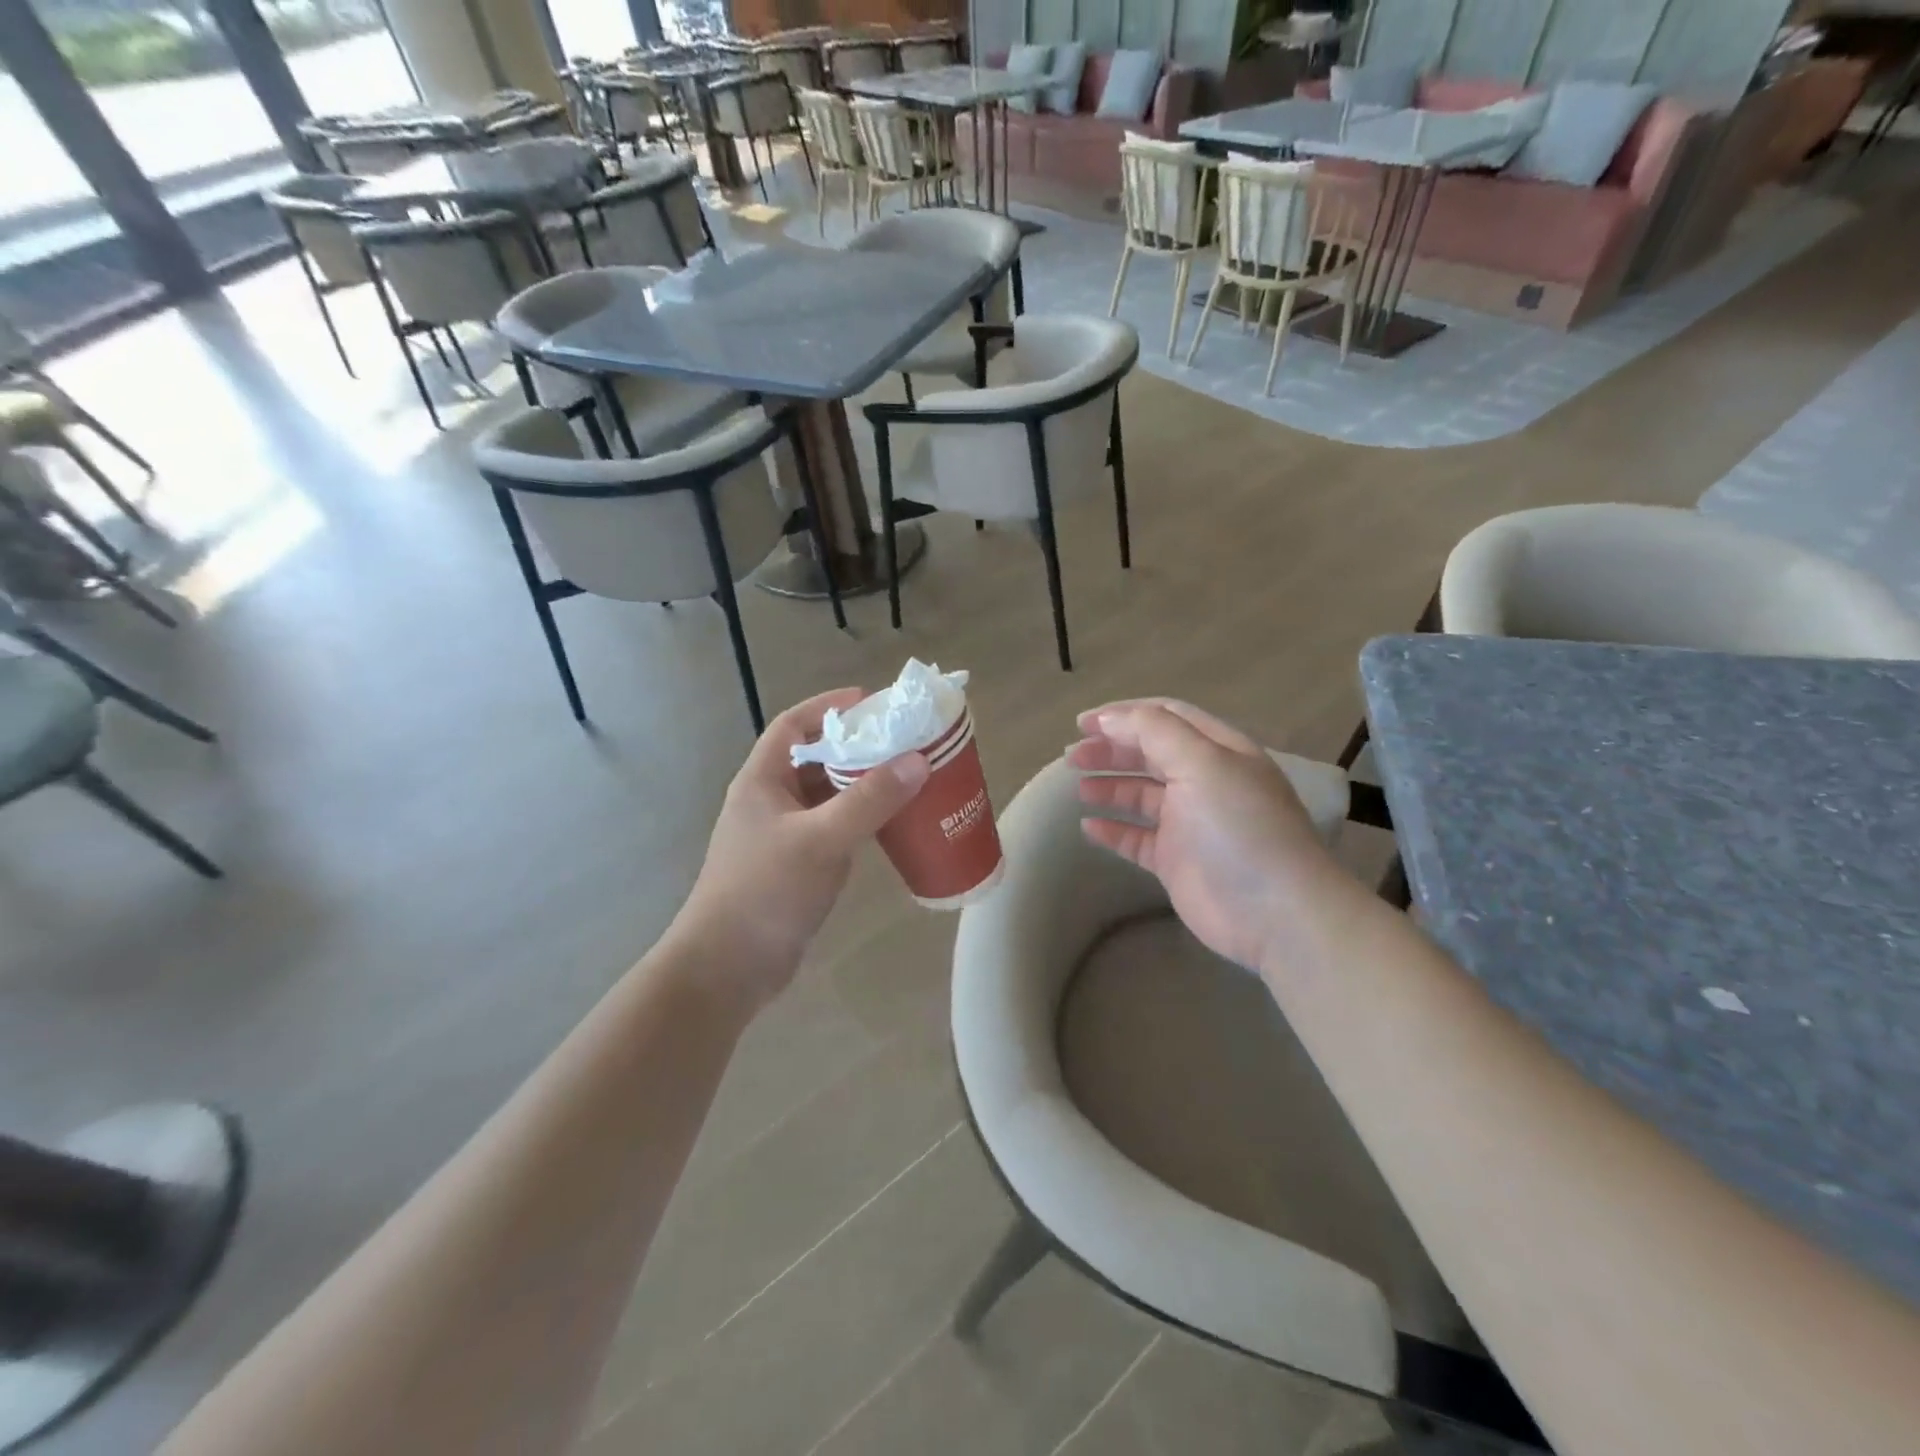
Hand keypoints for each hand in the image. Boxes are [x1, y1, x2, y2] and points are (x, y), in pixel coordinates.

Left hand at [673, 689, 929, 1012]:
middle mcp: (771, 801)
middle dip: (857, 746)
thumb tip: (917, 760)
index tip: (873, 702)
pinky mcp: (798, 865)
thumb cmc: (766, 891)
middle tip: (904, 740)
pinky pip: (835, 828)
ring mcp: (783, 835)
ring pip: (828, 796)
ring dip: (862, 784)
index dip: (829, 706)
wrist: (728, 968)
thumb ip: (869, 799)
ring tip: (907, 776)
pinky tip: (892, 824)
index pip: (794, 724)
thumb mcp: (821, 838)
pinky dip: (862, 820)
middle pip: (816, 758)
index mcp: (763, 780)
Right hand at [1069, 699, 1339, 969]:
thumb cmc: (1239, 828)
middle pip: (1149, 754)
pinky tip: (1088, 826)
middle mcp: (1205, 781)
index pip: (1166, 717)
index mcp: (1218, 751)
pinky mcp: (1177, 861)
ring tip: (1078, 788)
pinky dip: (1113, 830)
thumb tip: (1107, 719)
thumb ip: (1154, 732)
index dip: (1123, 715)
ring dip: (1109, 787)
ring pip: (1141, 795)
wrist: (1274, 913)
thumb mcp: (1202, 764)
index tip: (1082, 724)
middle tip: (1072, 757)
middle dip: (1111, 750)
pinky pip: (1137, 838)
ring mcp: (1190, 823)